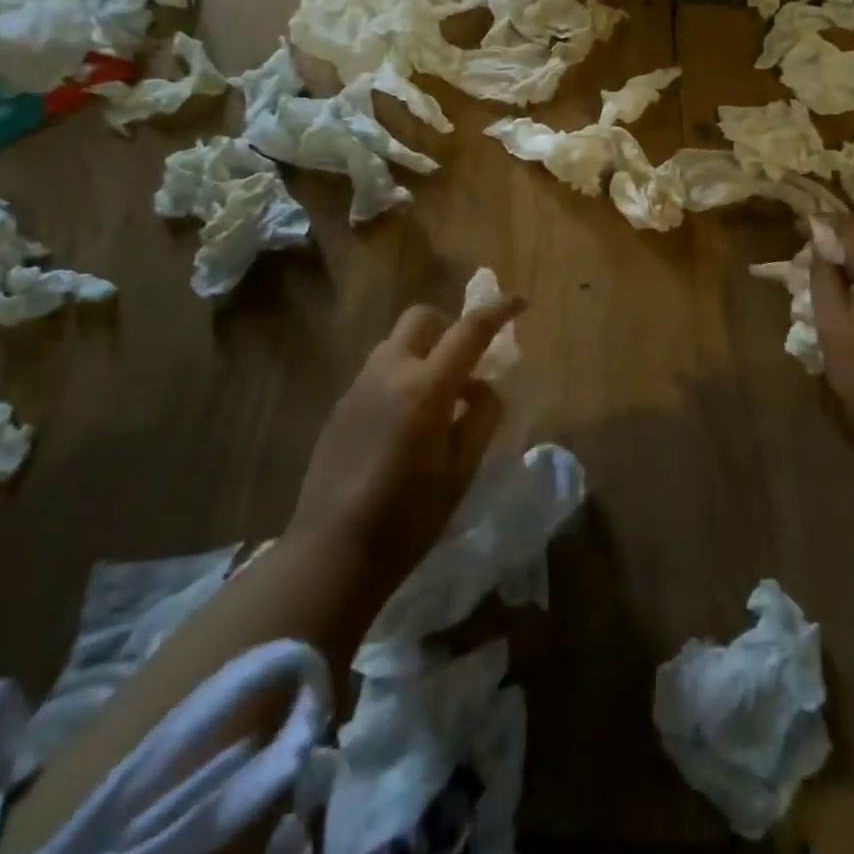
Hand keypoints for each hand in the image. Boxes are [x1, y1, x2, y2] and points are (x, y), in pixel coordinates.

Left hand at [289, 297, 524, 589]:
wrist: (333, 551)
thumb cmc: (409, 517)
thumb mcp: (462, 470)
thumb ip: (481, 416)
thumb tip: (484, 386)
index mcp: (426, 387)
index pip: (469, 330)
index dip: (499, 311)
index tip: (519, 302)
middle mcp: (389, 372)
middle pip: (422, 318)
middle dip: (450, 327)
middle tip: (467, 363)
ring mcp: (358, 385)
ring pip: (397, 343)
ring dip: (423, 352)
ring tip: (437, 399)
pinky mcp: (340, 405)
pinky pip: (378, 370)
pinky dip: (401, 375)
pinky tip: (404, 423)